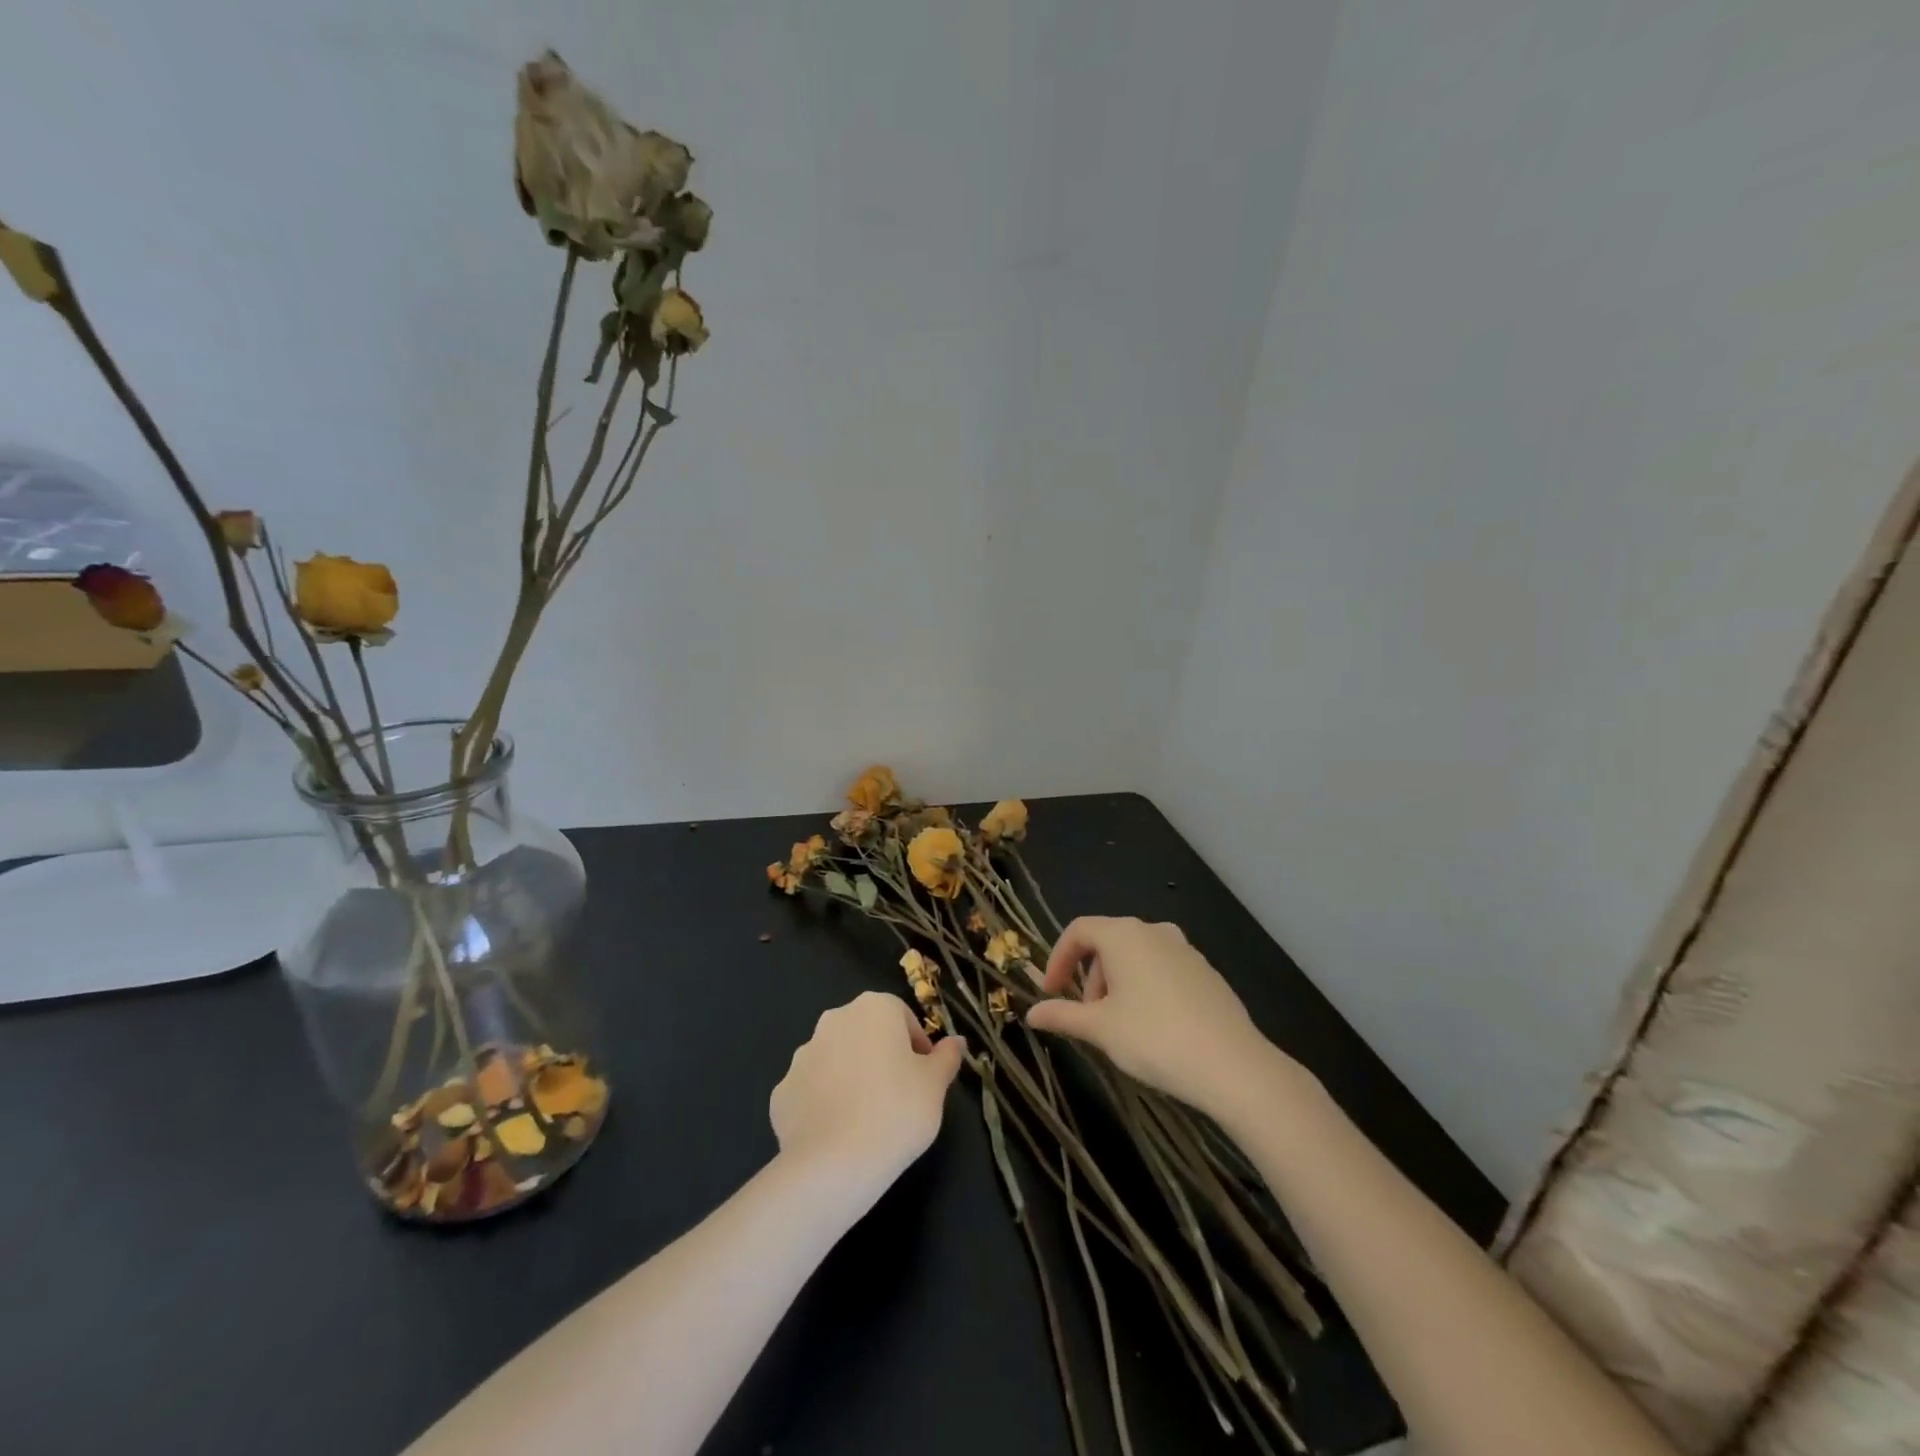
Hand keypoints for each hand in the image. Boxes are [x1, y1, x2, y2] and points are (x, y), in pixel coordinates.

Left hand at [770, 991, 965, 1185]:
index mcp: (874, 1008)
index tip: (924, 1078)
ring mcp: (802, 1055)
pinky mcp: (782, 1091)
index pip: (902, 1017)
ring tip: (867, 1118)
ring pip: (836, 1059)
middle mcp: (834, 1020)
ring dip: (851, 1077)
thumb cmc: (897, 1112)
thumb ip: (947, 1058)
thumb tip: (956, 1042)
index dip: (917, 1046)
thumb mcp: (935, 1086)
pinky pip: (811, 1090)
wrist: (834, 1165)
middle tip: (898, 1096)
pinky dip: (824, 1103)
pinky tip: (838, 1133)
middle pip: (866, 1033)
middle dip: (882, 1057)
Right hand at [1026, 916, 1295, 1118]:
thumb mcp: (1100, 1029)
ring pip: (1137, 956)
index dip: (1058, 959)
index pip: (1078, 930)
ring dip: (1117, 983)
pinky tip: (1153, 1026)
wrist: (1233, 1065)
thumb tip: (1031, 1014)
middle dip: (1089, 976)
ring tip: (1118, 1025)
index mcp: (1123, 935)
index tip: (1051, 992)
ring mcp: (1185, 950)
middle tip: (1087, 1015)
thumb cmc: (1154, 1038)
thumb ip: (1063, 1016)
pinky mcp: (1206, 972)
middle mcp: (1154, 931)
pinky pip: (1163, 969)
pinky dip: (1146, 987)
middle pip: (1108, 942)